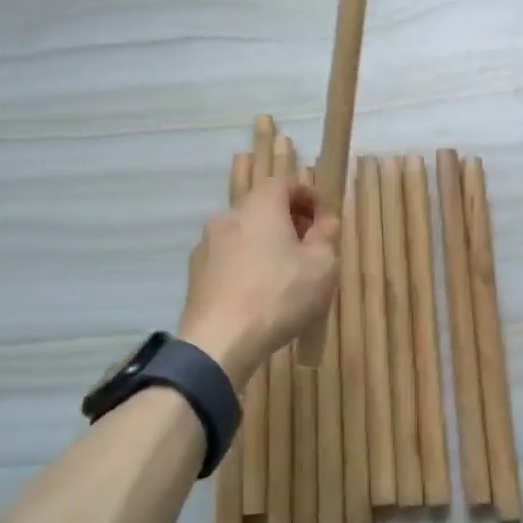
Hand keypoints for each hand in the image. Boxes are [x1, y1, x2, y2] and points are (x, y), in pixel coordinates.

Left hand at [178, 178, 339, 389]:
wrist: (219, 341)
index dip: (309, 196)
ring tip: (284, 273)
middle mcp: (229, 215)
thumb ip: (327, 236)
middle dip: (288, 220)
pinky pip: (228, 257)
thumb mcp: (322, 266)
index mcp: (261, 205)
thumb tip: (325, 221)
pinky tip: (258, 292)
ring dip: (265, 243)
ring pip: (244, 232)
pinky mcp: (195, 272)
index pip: (286, 182)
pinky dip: (246, 264)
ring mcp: (207, 244)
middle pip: (263, 206)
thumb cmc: (279, 295)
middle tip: (308, 246)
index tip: (323, 221)